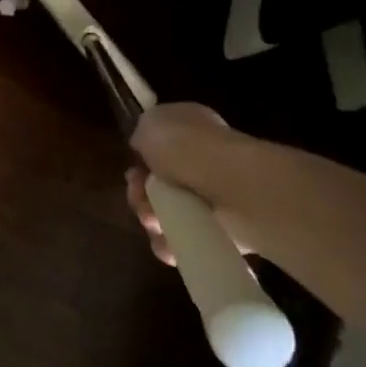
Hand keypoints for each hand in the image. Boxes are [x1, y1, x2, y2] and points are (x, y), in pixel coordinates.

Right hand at [125, 103, 252, 266]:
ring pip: (167, 213)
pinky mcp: (223, 231)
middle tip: (141, 197)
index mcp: (193, 130)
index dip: (140, 162)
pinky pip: (184, 240)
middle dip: (141, 194)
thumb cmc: (187, 146)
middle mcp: (205, 161)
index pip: (159, 148)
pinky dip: (170, 243)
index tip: (134, 171)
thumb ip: (142, 134)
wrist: (231, 186)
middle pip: (158, 184)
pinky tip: (166, 239)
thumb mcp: (151, 123)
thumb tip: (145, 149)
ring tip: (155, 221)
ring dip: (152, 219)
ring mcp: (215, 198)